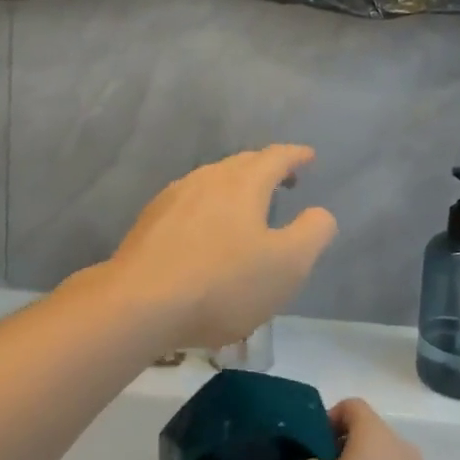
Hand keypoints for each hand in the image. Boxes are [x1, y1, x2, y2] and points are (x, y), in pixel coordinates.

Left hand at [99, 146, 336, 351]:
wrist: (140, 303)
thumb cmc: (222, 283)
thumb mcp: (287, 265)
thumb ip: (312, 233)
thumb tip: (319, 213)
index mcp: (244, 182)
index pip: (276, 157)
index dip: (296, 156)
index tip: (309, 157)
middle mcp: (208, 178)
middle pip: (242, 163)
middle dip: (266, 168)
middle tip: (284, 181)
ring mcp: (175, 196)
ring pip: (213, 180)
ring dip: (235, 186)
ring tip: (247, 206)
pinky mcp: (151, 219)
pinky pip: (190, 201)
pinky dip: (209, 206)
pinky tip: (206, 230)